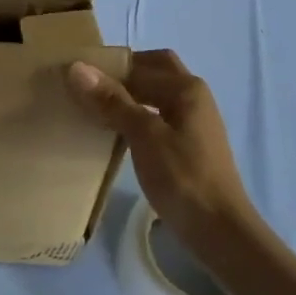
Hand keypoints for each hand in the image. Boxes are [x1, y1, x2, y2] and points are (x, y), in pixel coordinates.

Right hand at [66, 50, 256, 247]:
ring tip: (94, 108)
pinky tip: (116, 132)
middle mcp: (193, 97)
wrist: (220, 232)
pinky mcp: (188, 144)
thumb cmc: (183, 178)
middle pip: (153, 71)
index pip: (140, 62)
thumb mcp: (144, 136)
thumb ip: (112, 101)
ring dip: (128, 95)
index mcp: (186, 88)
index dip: (108, 65)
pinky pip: (157, 116)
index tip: (75, 75)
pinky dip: (136, 115)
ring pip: (155, 94)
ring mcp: (193, 122)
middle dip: (122, 74)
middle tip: (89, 87)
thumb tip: (77, 67)